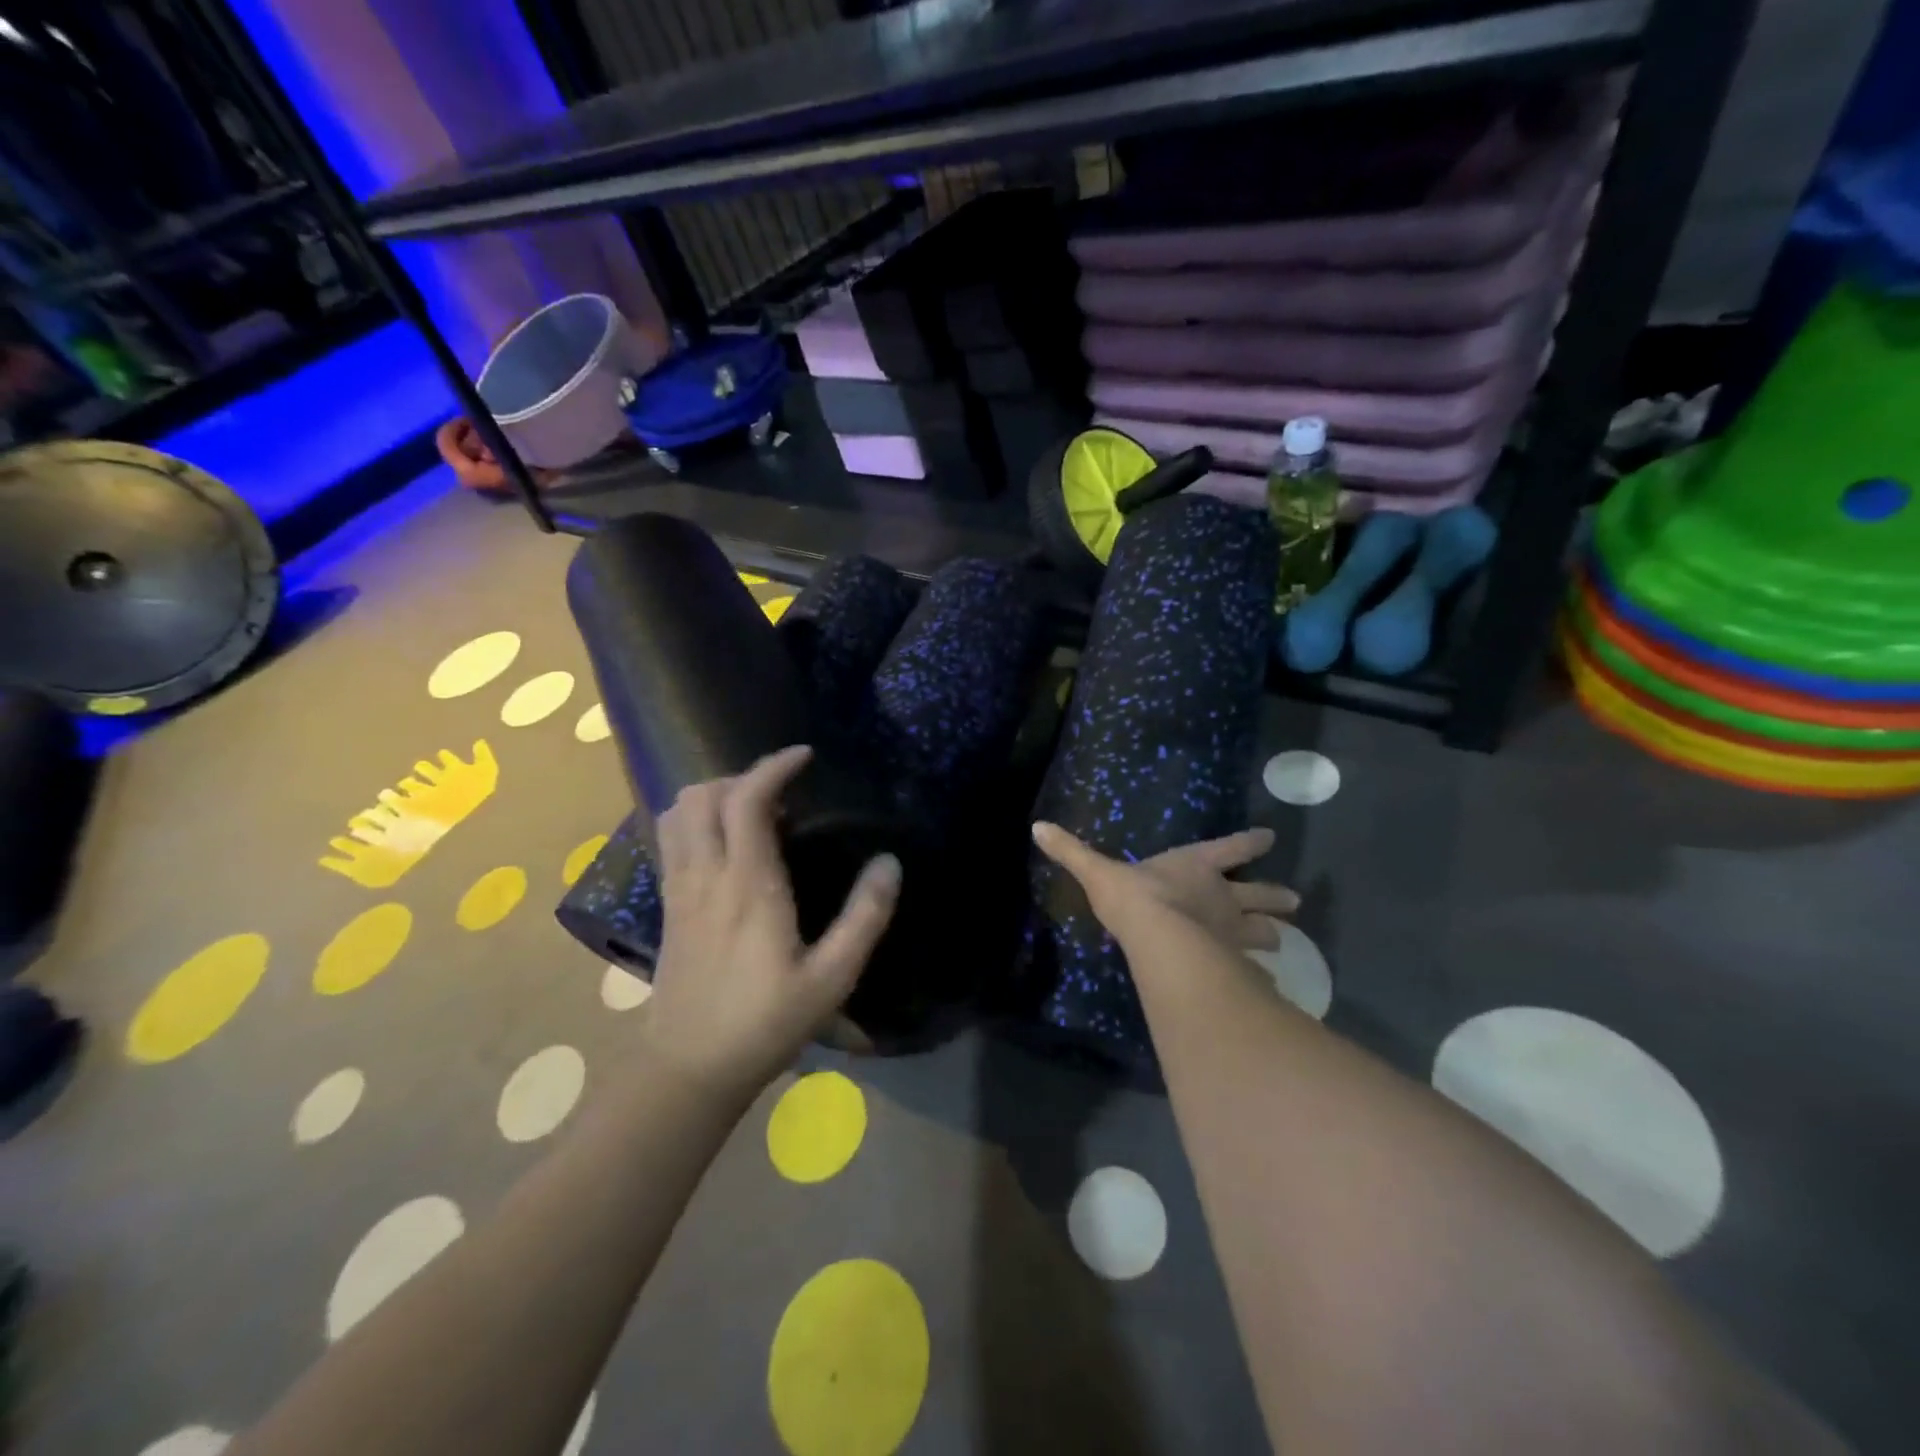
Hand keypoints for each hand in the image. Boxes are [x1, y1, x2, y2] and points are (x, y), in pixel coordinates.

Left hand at [645, 746, 900, 1100]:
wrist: (690, 1068)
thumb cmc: (766, 1022)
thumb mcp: (832, 977)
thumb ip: (865, 918)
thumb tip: (890, 863)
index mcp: (749, 884)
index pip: (747, 800)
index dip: (773, 766)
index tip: (804, 756)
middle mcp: (706, 874)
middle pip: (702, 795)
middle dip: (742, 776)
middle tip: (782, 790)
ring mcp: (679, 889)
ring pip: (678, 813)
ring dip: (713, 795)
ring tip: (753, 810)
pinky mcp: (668, 905)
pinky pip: (670, 838)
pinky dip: (694, 819)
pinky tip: (724, 842)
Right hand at [1032, 821, 1297, 950]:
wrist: (1160, 939)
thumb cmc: (1135, 898)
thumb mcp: (1098, 871)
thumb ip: (1071, 852)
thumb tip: (1037, 826)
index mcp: (1197, 866)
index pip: (1231, 848)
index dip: (1250, 842)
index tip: (1270, 837)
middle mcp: (1223, 897)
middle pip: (1258, 894)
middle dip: (1275, 897)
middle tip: (1294, 901)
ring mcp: (1232, 932)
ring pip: (1264, 933)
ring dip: (1273, 934)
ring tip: (1284, 941)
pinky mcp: (1233, 964)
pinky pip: (1254, 970)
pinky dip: (1262, 975)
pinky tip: (1268, 985)